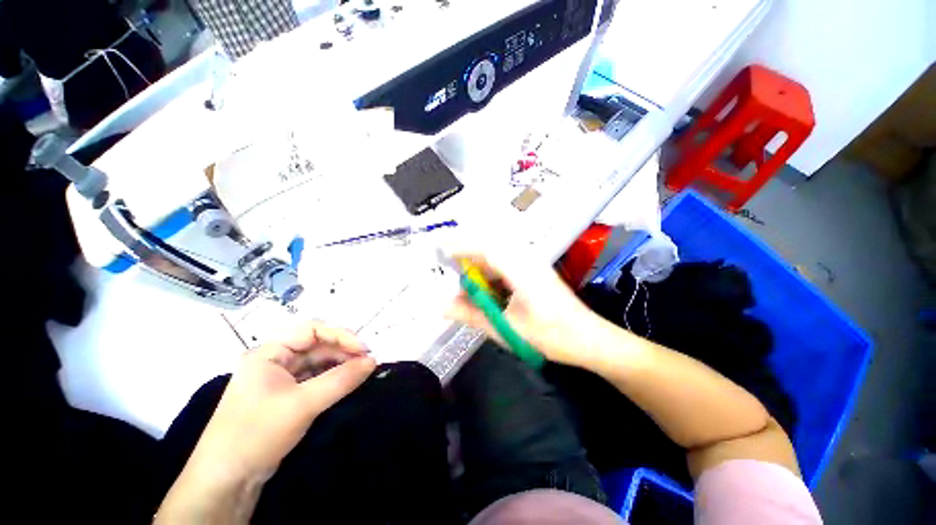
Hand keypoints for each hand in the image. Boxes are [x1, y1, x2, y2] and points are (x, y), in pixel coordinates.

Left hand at [187, 322, 376, 479]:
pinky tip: (346, 383)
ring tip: (361, 371)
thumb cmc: (257, 433)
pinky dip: (331, 379)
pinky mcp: (284, 397)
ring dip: (339, 365)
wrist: (226, 481)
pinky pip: (313, 379)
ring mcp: (279, 379)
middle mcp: (274, 361)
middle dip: (343, 351)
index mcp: (269, 353)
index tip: (364, 349)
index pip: (312, 331)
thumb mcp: (303, 404)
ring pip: (316, 363)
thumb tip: (373, 361)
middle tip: (367, 361)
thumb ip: (341, 379)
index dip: (341, 335)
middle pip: (316, 346)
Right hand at [444, 251, 603, 367]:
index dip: (461, 247)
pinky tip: (488, 288)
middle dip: (467, 255)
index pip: (485, 249)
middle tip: (449, 269)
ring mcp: (533, 264)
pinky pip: (508, 263)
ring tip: (466, 282)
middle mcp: (527, 259)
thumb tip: (441, 306)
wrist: (589, 339)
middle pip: (490, 248)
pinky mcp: (536, 271)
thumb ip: (472, 315)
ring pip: (499, 255)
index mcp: (520, 270)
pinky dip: (492, 272)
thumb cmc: (550, 335)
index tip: (440, 252)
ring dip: (480, 265)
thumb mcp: (505, 328)